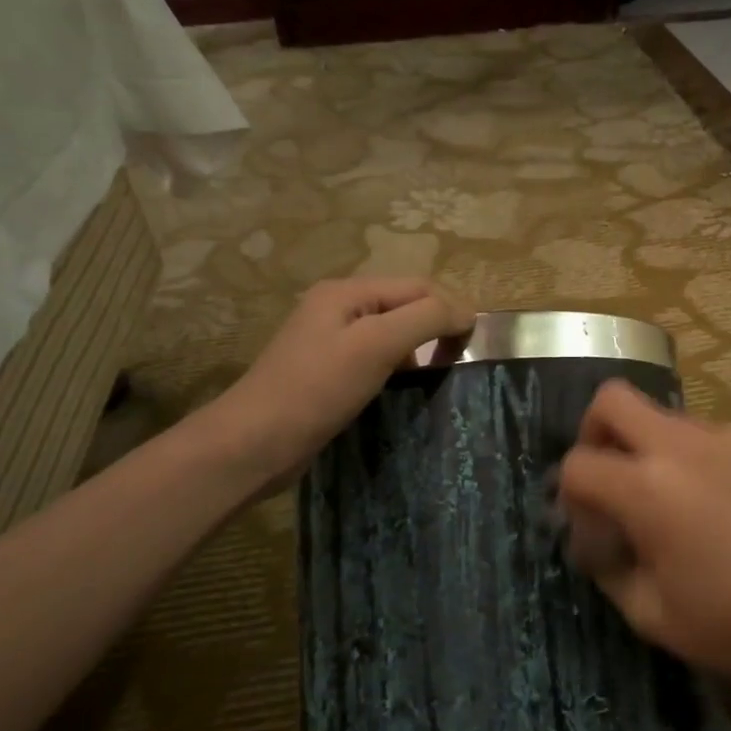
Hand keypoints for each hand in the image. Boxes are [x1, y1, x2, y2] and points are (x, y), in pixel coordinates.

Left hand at [197, 278, 472, 496]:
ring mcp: (329, 342)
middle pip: (404, 307)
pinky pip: (374, 360)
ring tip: (438, 378)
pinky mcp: (326, 373)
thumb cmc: (317, 389)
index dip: (450, 309)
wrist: (254, 443)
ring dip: (417, 351)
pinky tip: (406, 391)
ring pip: (390, 335)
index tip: (475, 346)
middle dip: (434, 328)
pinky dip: (397, 370)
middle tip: (459, 363)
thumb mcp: (376, 345)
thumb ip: (425, 319)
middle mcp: (337, 309)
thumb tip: (466, 312)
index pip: (417, 286)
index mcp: (346, 292)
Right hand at [557, 381, 730, 723]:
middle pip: (614, 399)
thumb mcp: (649, 613)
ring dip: (661, 453)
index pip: (578, 463)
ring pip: (672, 420)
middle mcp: (684, 445)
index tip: (589, 521)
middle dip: (598, 431)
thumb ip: (604, 563)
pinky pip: (722, 438)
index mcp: (647, 489)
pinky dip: (713, 463)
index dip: (570, 493)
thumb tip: (591, 533)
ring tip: (690, 504)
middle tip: (614, 472)